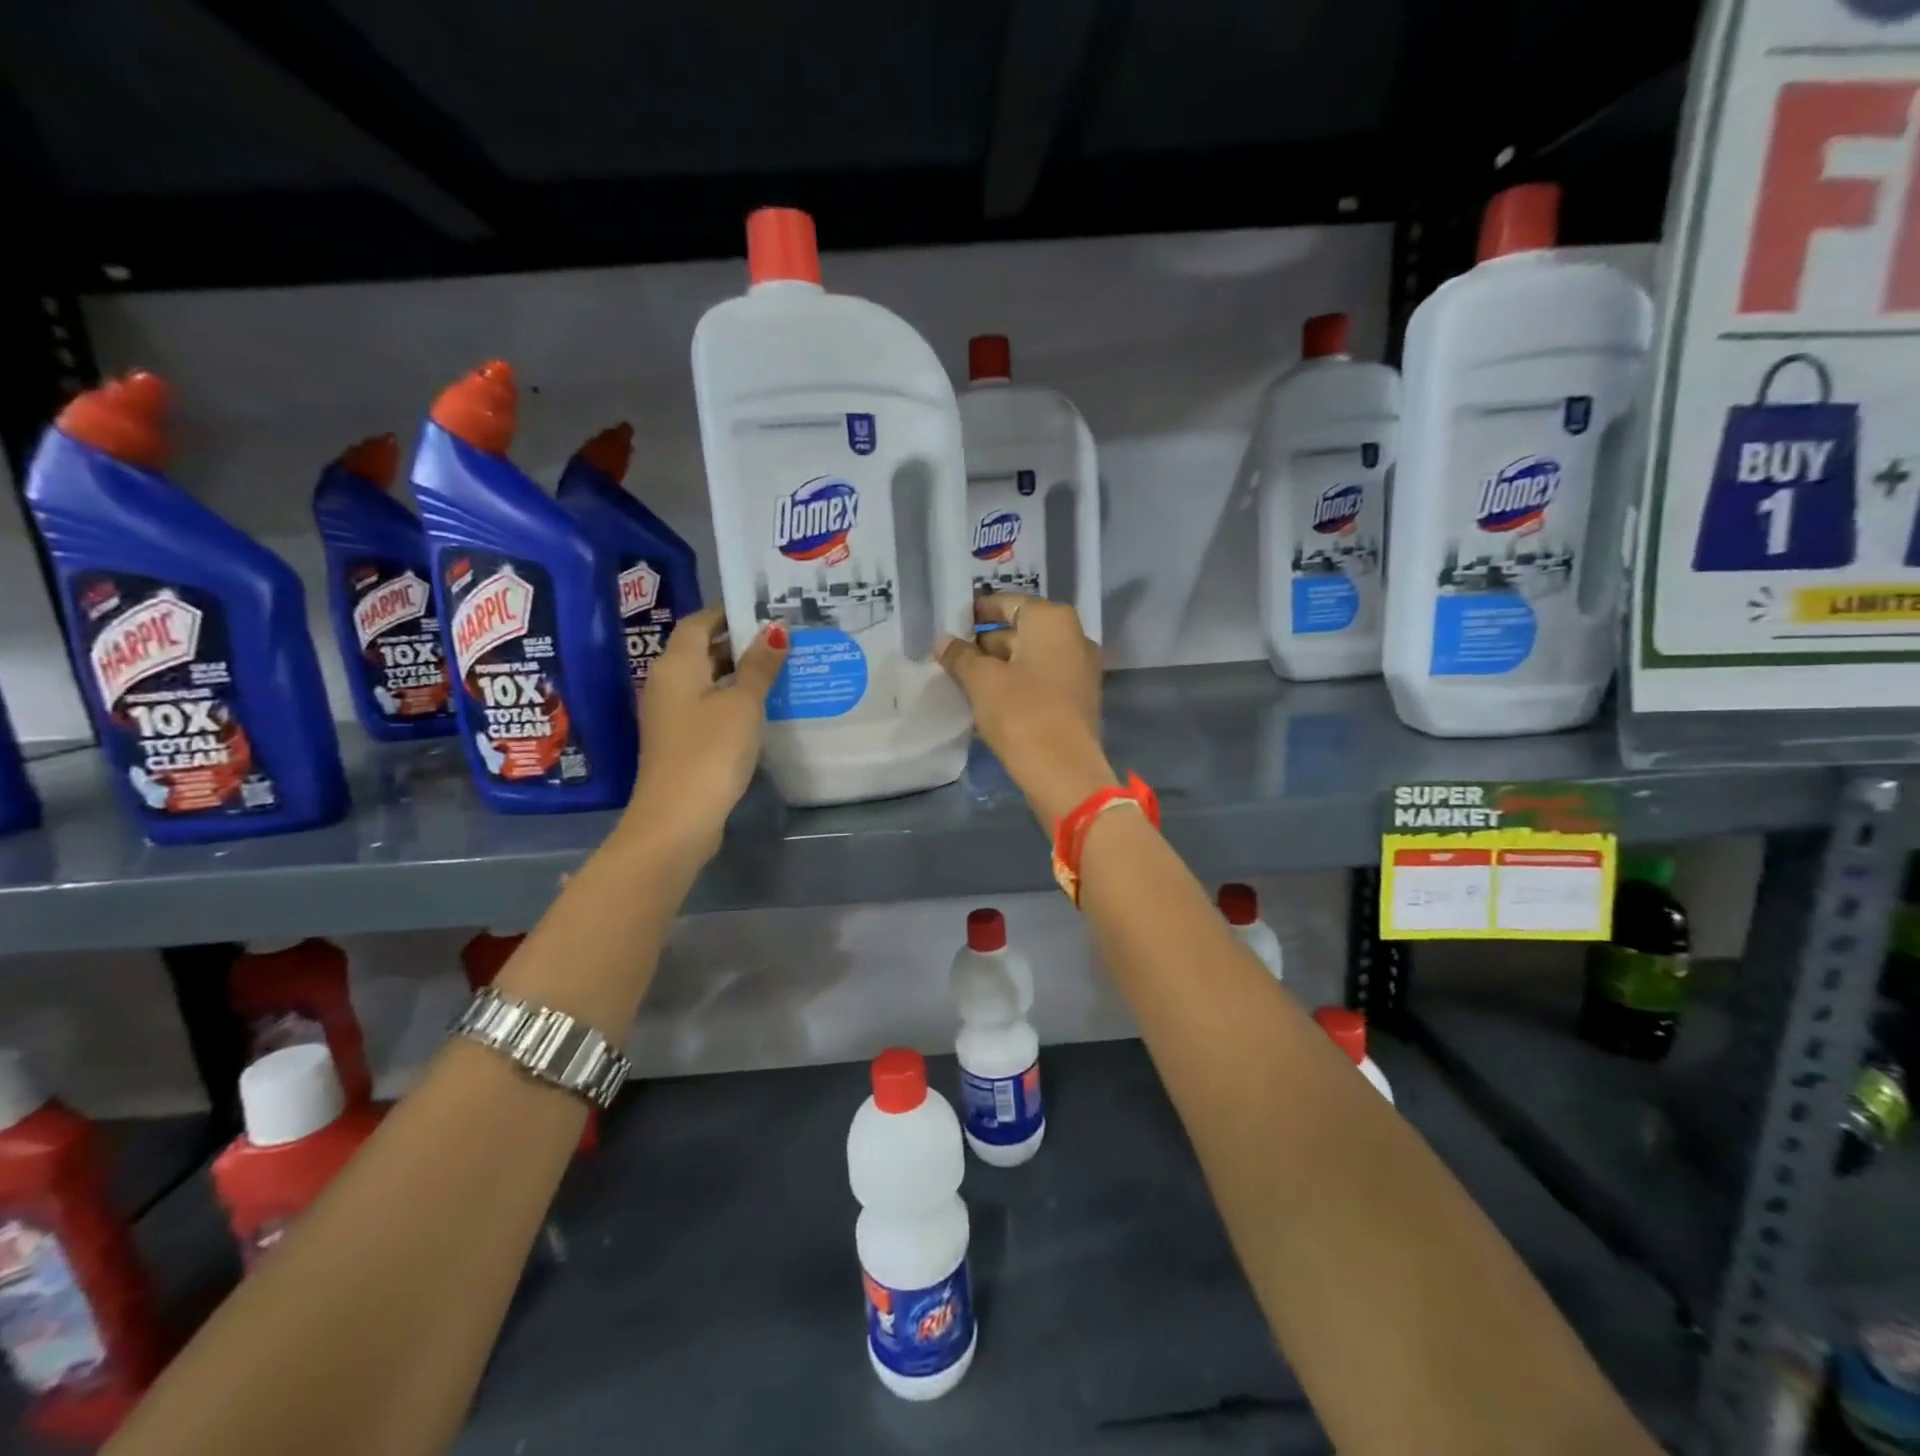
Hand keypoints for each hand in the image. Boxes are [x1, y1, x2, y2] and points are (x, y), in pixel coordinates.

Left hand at [623, 607, 788, 857]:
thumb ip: (760, 666)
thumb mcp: (742, 704)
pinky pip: (709, 705)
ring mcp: (672, 714)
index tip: (766, 610)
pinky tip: (763, 705)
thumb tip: (775, 629)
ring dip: (739, 672)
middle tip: (783, 636)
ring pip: (707, 679)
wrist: (677, 819)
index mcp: (676, 665)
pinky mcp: (681, 740)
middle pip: (702, 650)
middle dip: (739, 641)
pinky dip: (733, 698)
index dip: (729, 613)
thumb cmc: (710, 752)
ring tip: (781, 666)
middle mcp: (667, 683)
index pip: (699, 622)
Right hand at [937, 595, 1116, 826]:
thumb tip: (943, 642)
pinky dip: (1018, 684)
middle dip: (988, 642)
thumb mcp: (981, 681)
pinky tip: (990, 700)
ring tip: (965, 680)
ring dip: (1001, 666)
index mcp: (1053, 621)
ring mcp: (1080, 670)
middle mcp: (1074, 637)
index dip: (979, 612)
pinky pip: (1042, 681)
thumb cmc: (1021, 712)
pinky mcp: (1078, 700)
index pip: (1009, 603)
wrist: (1064, 771)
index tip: (953, 623)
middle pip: (1022, 630)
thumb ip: (960, 656)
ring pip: (1032, 658)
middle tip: (954, 656)